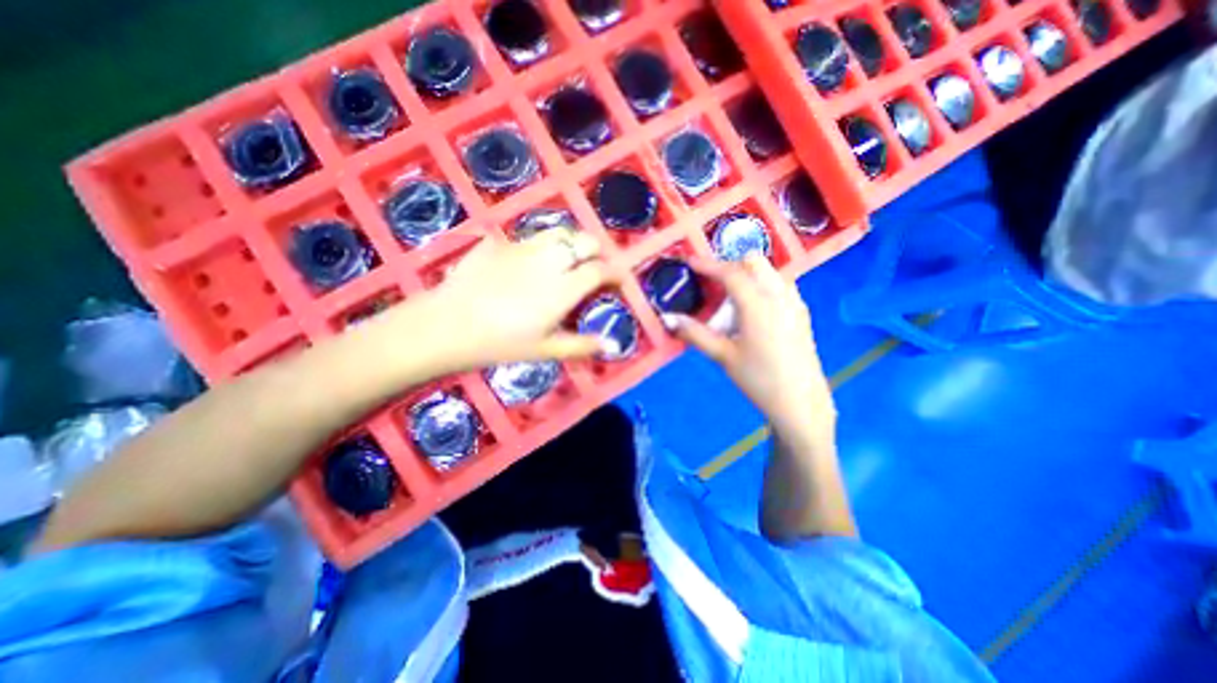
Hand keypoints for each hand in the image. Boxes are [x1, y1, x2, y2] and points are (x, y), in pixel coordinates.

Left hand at [406, 230, 618, 370]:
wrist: (447, 325)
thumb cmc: (500, 344)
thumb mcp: (545, 350)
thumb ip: (581, 345)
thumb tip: (611, 346)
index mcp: (564, 288)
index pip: (600, 270)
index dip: (615, 273)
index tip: (618, 280)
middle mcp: (549, 260)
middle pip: (584, 241)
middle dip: (596, 251)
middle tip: (593, 267)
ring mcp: (523, 247)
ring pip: (559, 232)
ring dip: (571, 243)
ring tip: (566, 259)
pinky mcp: (499, 242)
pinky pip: (529, 238)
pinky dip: (540, 247)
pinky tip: (528, 264)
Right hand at [670, 253, 831, 437]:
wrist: (800, 403)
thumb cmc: (758, 379)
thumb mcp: (722, 355)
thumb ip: (694, 333)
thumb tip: (667, 318)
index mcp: (758, 303)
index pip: (730, 272)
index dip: (707, 264)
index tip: (689, 262)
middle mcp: (779, 294)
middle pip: (753, 262)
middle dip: (730, 266)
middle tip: (713, 286)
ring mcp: (795, 302)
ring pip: (769, 271)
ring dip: (748, 276)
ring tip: (732, 301)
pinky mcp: (802, 312)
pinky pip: (780, 285)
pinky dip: (762, 286)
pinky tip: (753, 312)